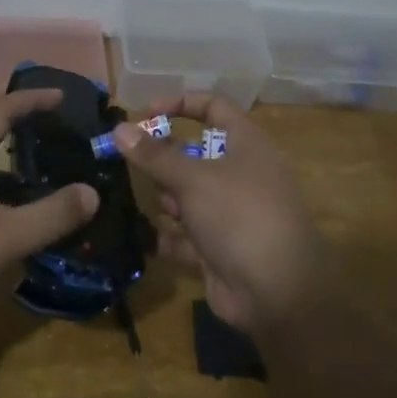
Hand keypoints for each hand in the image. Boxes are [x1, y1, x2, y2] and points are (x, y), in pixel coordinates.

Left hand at [0, 90, 97, 340]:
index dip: (32, 100)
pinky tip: (11, 224)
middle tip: (58, 138)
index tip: (62, 96)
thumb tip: (91, 192)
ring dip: (10, 169)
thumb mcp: (3, 239)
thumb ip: (50, 215)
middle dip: (22, 131)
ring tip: (44, 179)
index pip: (0, 111)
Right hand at [117, 93, 327, 331]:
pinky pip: (186, 233)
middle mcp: (240, 174)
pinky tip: (145, 237)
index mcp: (246, 145)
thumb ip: (153, 155)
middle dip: (164, 159)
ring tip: (159, 206)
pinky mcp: (220, 247)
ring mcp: (231, 212)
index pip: (213, 107)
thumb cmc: (239, 217)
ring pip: (188, 194)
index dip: (179, 104)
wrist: (277, 293)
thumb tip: (119, 129)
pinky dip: (168, 235)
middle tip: (134, 164)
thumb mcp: (193, 179)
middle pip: (195, 153)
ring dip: (168, 198)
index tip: (142, 115)